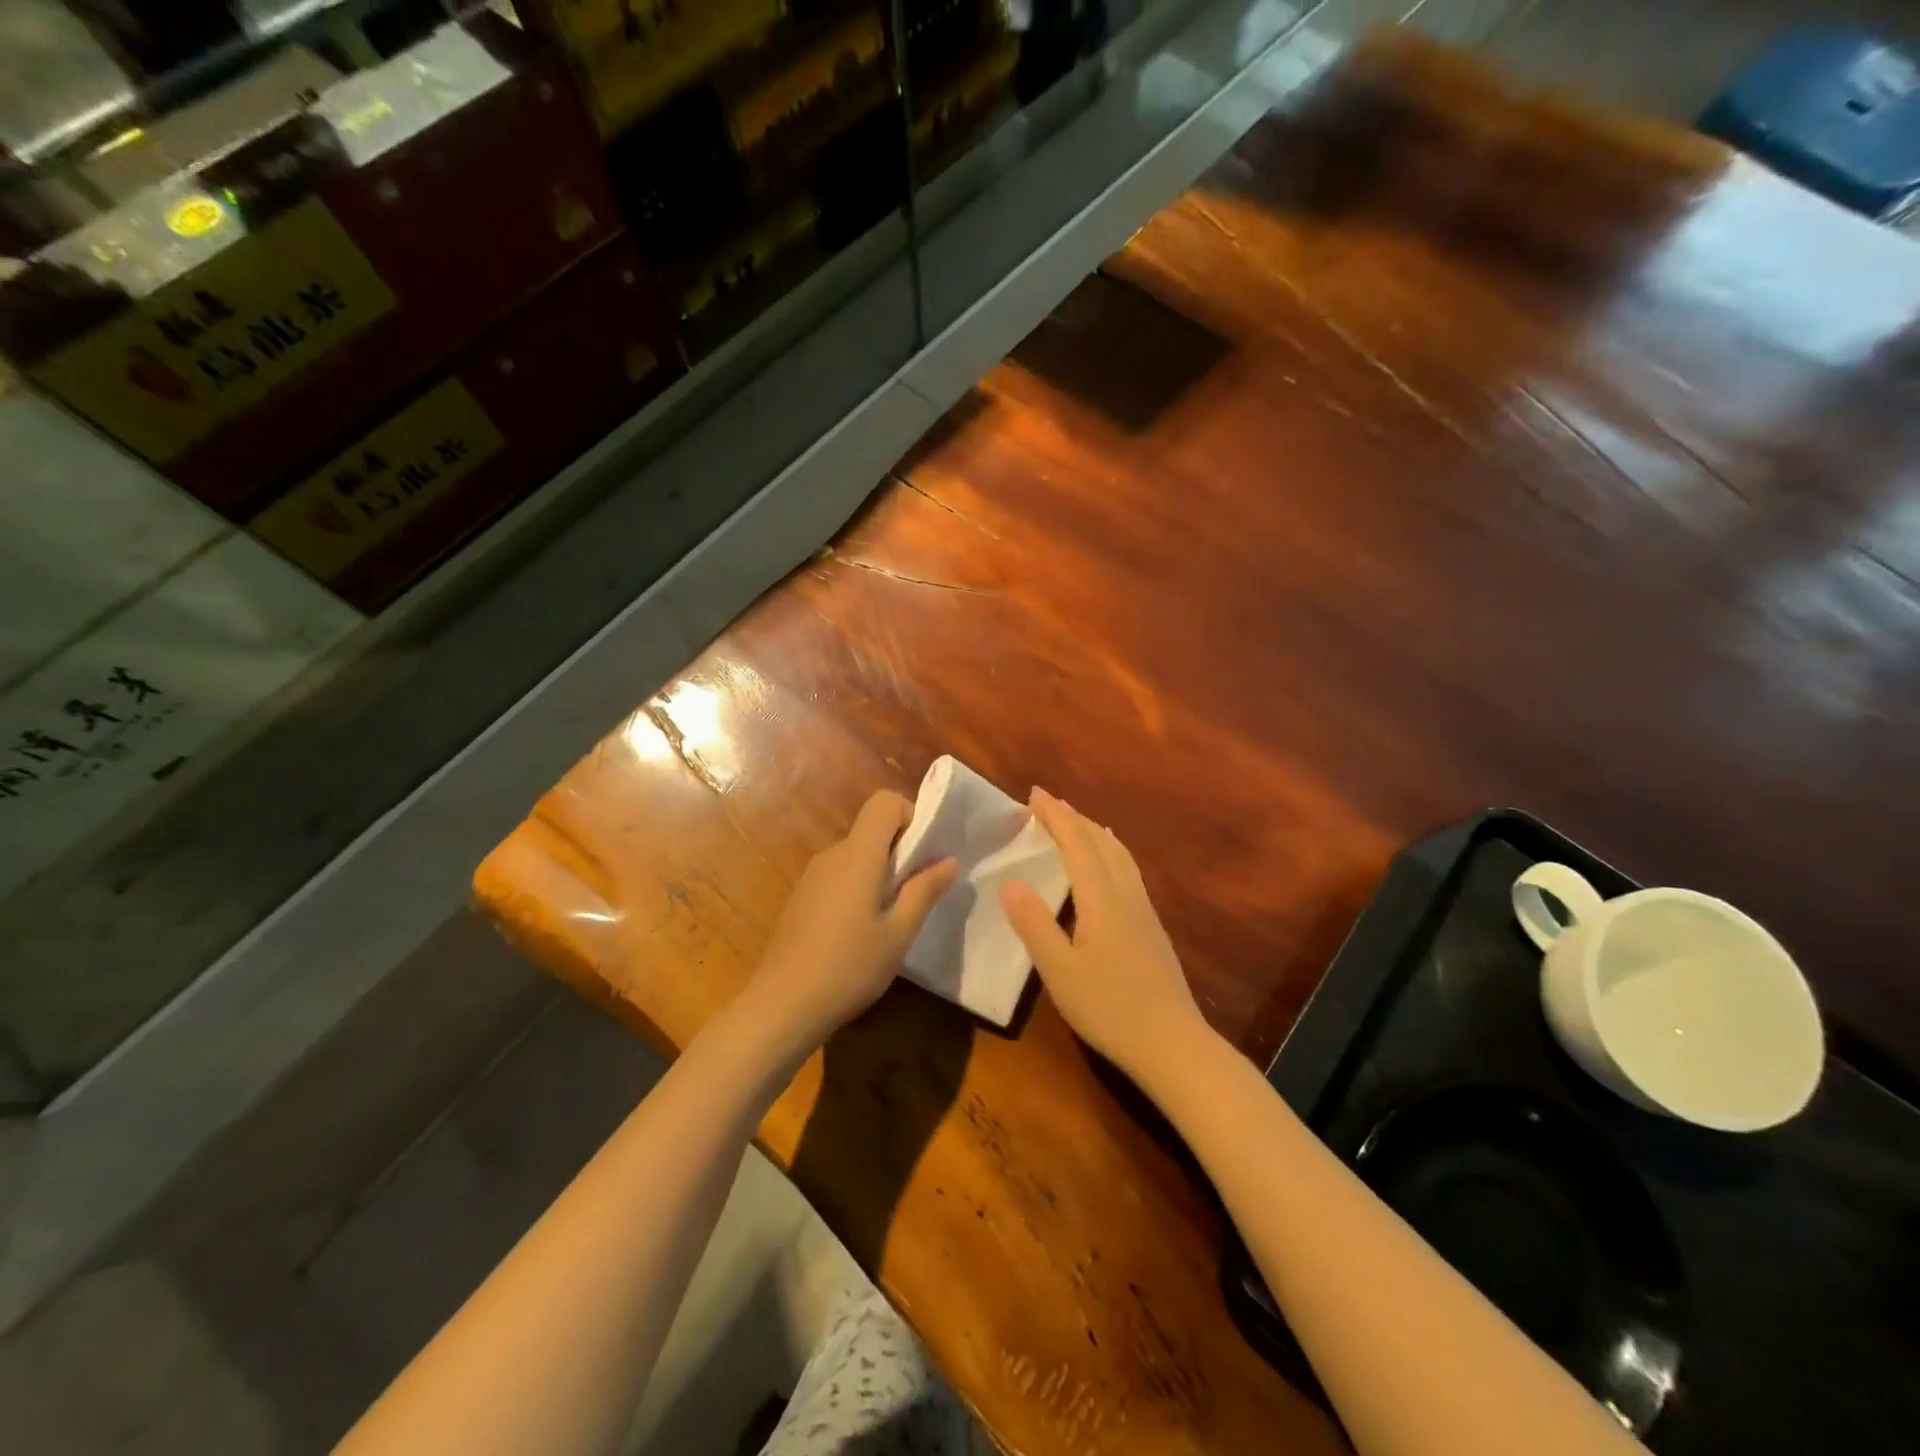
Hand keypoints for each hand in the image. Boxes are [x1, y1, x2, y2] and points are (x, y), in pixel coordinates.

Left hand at [747, 789, 957, 1054]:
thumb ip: (924, 890)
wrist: (782, 1005)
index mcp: (858, 855)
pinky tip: (860, 932)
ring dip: (880, 872)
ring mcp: (812, 875)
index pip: (884, 802)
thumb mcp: (899, 933)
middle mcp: (832, 854)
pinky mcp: (802, 897)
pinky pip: (839, 875)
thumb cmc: (849, 966)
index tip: (923, 855)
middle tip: (916, 894)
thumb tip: (949, 859)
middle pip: (872, 829)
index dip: (910, 816)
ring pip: (856, 854)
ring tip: (891, 919)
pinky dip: (858, 887)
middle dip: (900, 851)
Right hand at [1001, 788, 1208, 1083]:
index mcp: (1101, 899)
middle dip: (1072, 817)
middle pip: (1101, 841)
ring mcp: (1144, 909)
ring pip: (1119, 854)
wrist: (1173, 1044)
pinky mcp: (1152, 926)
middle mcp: (1126, 894)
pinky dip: (1110, 851)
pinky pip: (1128, 869)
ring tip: (1075, 822)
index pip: (1077, 843)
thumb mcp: (1060, 971)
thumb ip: (1034, 924)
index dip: (1055, 816)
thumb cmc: (1110, 1008)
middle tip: (1046, 803)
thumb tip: (1009, 881)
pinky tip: (1108, 865)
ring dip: (1094, 831)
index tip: (1033, 794)